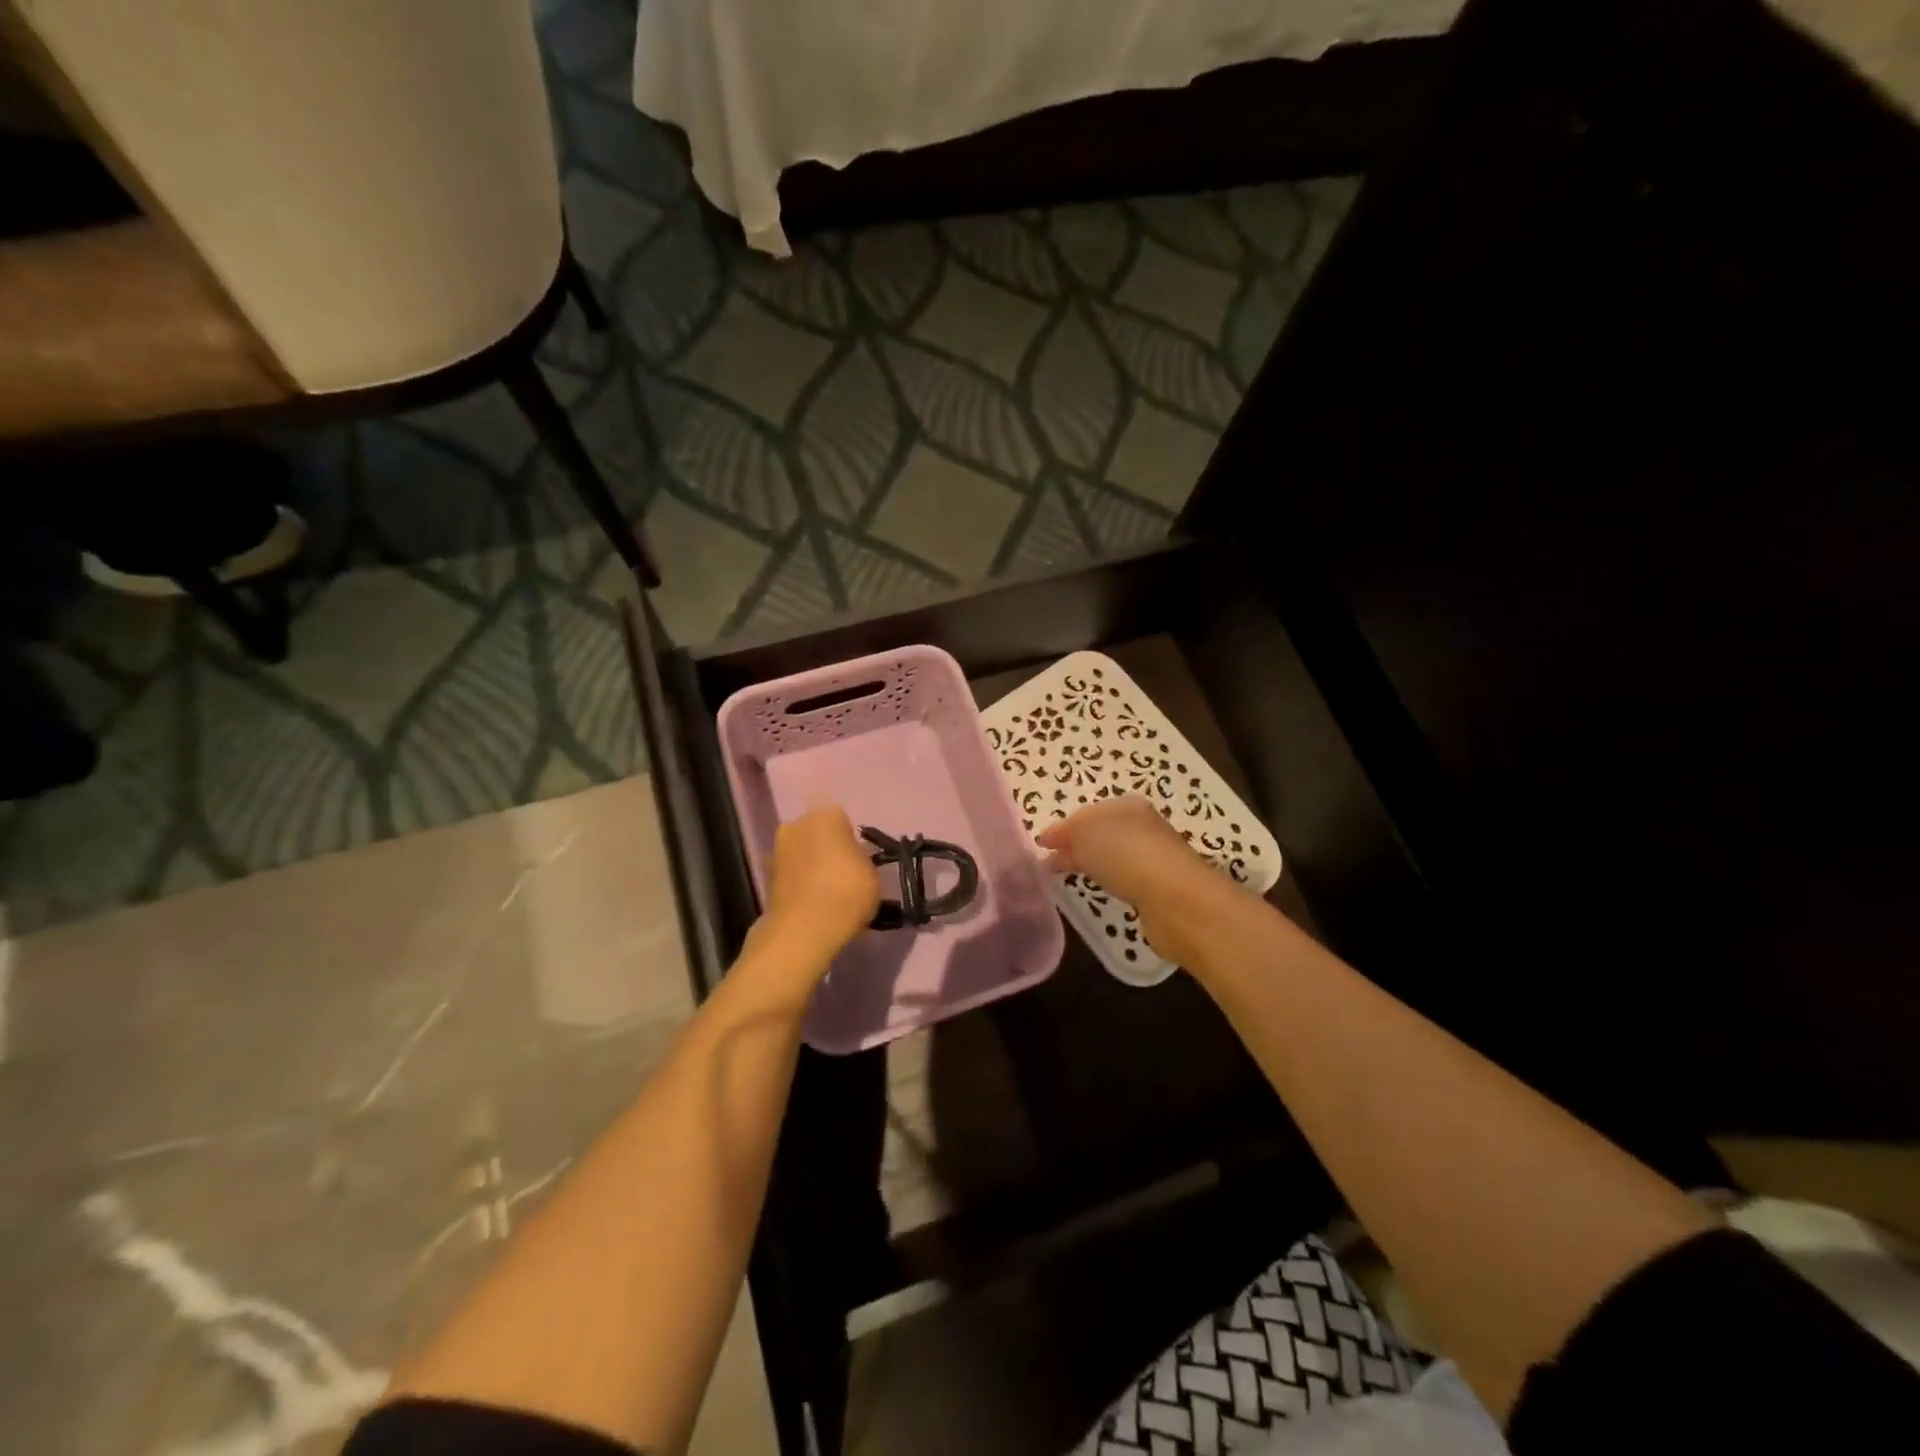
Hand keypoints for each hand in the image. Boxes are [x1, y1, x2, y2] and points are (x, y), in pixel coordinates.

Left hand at [757, 806, 880, 969]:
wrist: (802, 930)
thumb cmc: (846, 893)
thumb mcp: (872, 875)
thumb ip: (862, 860)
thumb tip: (853, 860)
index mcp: (826, 816)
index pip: (842, 820)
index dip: (851, 840)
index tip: (859, 860)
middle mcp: (797, 825)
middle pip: (817, 832)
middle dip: (828, 848)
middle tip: (844, 874)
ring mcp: (777, 850)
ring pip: (802, 852)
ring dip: (812, 866)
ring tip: (829, 893)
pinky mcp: (766, 876)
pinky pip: (791, 874)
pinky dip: (800, 884)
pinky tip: (813, 904)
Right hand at [1035, 796, 1241, 966]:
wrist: (1176, 898)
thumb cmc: (1126, 854)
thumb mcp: (1086, 833)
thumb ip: (1067, 833)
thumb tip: (1053, 841)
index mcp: (1127, 806)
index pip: (1088, 812)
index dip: (1063, 827)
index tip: (1040, 844)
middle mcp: (1143, 827)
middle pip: (1101, 833)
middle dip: (1075, 844)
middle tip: (1048, 861)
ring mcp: (1154, 857)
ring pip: (1113, 855)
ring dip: (1091, 862)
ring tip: (1067, 875)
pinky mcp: (1159, 887)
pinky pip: (1125, 877)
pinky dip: (1108, 879)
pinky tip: (1099, 888)